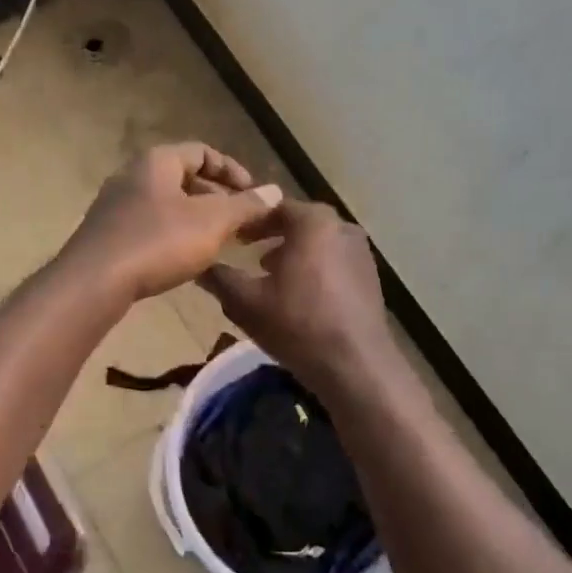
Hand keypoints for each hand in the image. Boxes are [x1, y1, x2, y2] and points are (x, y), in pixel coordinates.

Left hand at [63, 144, 282, 300]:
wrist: (95, 281)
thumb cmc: (158, 242)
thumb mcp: (212, 222)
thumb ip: (245, 206)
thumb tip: (274, 192)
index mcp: (157, 161)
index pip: (202, 152)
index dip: (233, 171)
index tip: (254, 196)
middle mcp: (132, 176)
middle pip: (183, 178)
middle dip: (216, 198)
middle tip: (239, 224)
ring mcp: (115, 206)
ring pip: (166, 205)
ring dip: (196, 220)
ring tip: (218, 244)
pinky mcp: (107, 236)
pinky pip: (149, 227)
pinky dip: (173, 236)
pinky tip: (184, 261)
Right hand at [197, 200, 400, 394]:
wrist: (354, 365)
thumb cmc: (297, 324)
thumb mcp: (245, 302)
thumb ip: (219, 278)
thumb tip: (200, 267)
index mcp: (313, 222)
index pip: (274, 207)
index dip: (250, 222)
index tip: (233, 238)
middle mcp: (343, 228)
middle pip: (301, 224)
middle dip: (274, 237)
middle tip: (250, 256)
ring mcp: (362, 253)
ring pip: (320, 245)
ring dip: (295, 255)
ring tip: (273, 278)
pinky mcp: (371, 279)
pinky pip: (335, 264)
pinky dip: (315, 271)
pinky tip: (301, 298)